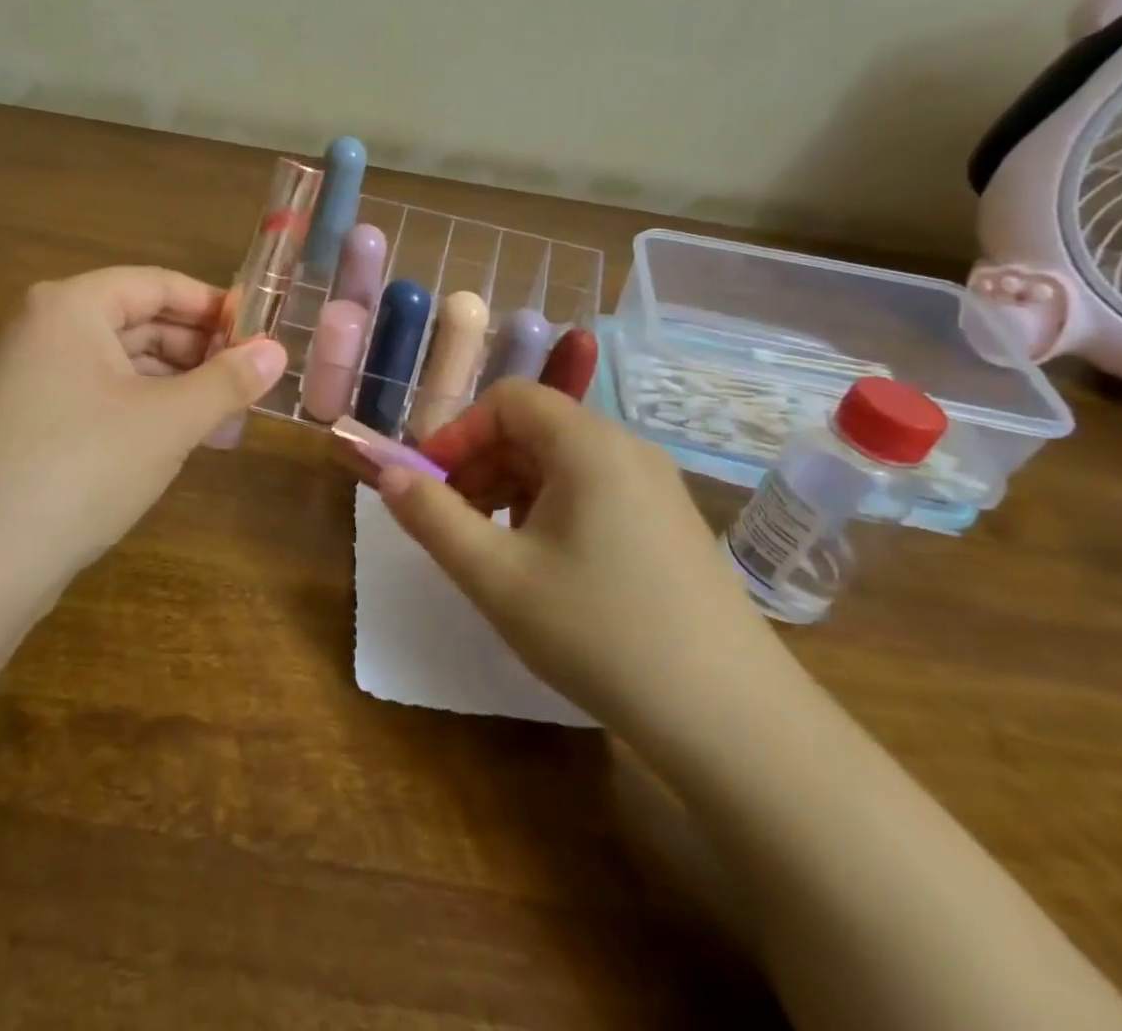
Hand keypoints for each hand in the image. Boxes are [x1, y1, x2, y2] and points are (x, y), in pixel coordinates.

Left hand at [0, 267, 285, 606]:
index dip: (214, 306)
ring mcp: (33, 379)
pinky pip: (102, 399)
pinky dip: (145, 412)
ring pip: (123, 366)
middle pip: (140, 322)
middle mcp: (46, 331)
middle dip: (199, 353)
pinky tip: (182, 441)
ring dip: (177, 388)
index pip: (157, 284)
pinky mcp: (31, 424)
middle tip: (250, 385)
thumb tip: (278, 352)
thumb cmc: (80, 467)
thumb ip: (227, 381)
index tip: (262, 335)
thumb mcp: (168, 421)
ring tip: (226, 421)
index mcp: (70, 307)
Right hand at [378, 381, 789, 745]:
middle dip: (479, 465)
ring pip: (560, 462)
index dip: (457, 433)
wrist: (734, 722)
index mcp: (588, 444)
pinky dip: (548, 510)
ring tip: (490, 550)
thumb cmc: (600, 633)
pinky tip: (542, 566)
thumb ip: (432, 517)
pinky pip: (591, 491)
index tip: (428, 484)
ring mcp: (654, 487)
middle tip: (450, 523)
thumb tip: (387, 474)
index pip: (507, 399)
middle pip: (533, 428)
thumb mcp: (497, 577)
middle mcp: (626, 449)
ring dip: (509, 490)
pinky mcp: (668, 523)